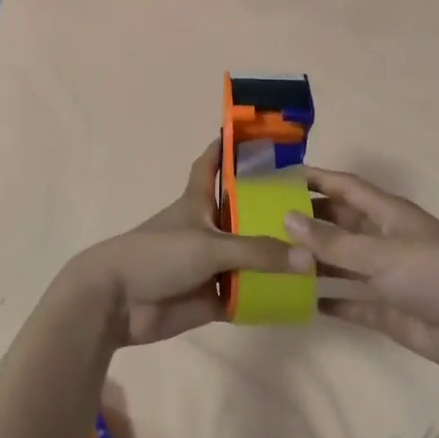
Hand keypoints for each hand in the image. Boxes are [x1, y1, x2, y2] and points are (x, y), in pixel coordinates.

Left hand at [61, 143, 296, 346]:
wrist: (118, 302)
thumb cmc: (158, 255)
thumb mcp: (209, 245)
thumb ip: (258, 252)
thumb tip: (308, 259)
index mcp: (198, 202)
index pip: (211, 165)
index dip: (227, 148)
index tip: (254, 134)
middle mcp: (207, 229)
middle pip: (243, 213)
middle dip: (271, 209)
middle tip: (314, 205)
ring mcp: (209, 265)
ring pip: (249, 257)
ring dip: (275, 257)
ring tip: (320, 252)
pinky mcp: (210, 298)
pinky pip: (245, 295)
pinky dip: (266, 296)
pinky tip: (300, 296)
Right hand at [286, 168, 438, 381]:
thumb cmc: (435, 274)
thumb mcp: (380, 252)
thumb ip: (331, 241)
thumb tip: (286, 218)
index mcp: (388, 213)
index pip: (344, 186)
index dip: (314, 178)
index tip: (278, 177)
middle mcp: (385, 239)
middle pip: (341, 223)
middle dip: (308, 220)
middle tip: (264, 223)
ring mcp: (388, 276)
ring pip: (343, 263)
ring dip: (314, 262)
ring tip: (274, 261)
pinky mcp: (390, 311)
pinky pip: (352, 302)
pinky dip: (330, 301)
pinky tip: (302, 303)